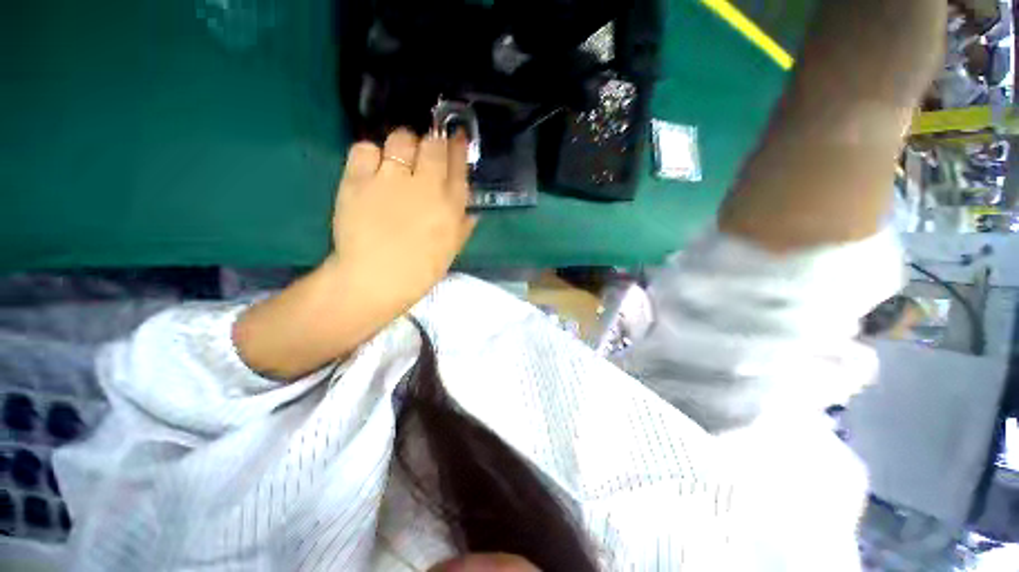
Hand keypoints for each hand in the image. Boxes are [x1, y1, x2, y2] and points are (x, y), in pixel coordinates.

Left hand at [328, 128, 476, 312]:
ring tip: (397, 160)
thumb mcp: (450, 251)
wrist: (375, 280)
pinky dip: (370, 154)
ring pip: (401, 139)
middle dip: (433, 142)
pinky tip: (373, 169)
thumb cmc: (419, 270)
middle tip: (425, 152)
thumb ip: (463, 228)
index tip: (456, 138)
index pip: (459, 164)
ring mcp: (391, 180)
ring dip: (403, 145)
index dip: (458, 147)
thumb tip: (473, 213)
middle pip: (433, 143)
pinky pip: (365, 148)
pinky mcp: (358, 180)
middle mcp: (425, 186)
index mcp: (450, 206)